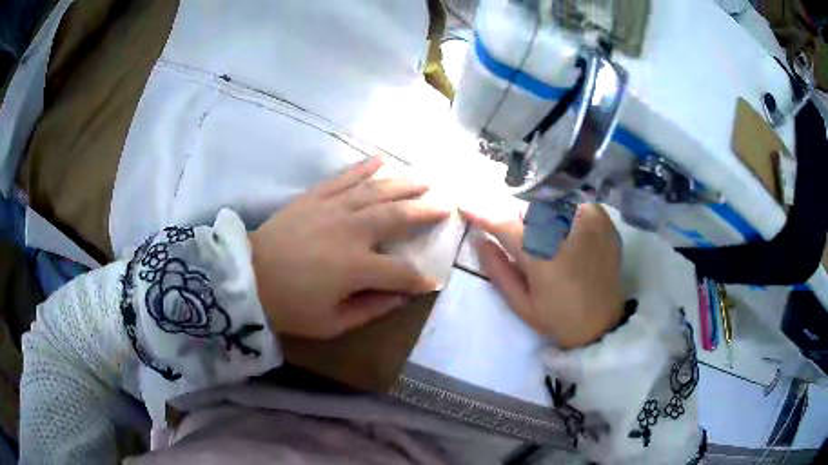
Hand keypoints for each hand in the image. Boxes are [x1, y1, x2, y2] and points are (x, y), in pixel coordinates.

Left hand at [250, 156, 449, 338]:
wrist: (246, 278)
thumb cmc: (289, 307)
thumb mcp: (332, 323)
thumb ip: (371, 309)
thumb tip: (402, 298)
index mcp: (357, 267)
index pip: (402, 272)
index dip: (420, 279)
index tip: (433, 281)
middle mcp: (351, 231)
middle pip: (398, 216)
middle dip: (426, 211)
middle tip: (446, 205)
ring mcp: (332, 209)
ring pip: (377, 191)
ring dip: (404, 184)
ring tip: (424, 180)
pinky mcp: (314, 197)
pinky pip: (343, 178)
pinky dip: (363, 167)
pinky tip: (381, 160)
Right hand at [463, 203, 623, 348]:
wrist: (602, 323)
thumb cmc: (558, 318)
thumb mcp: (521, 304)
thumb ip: (498, 270)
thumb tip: (480, 240)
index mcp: (543, 257)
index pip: (506, 224)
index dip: (483, 213)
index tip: (465, 205)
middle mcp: (568, 231)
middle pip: (530, 206)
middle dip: (518, 216)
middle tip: (520, 236)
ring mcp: (590, 221)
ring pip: (553, 200)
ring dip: (542, 212)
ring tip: (547, 236)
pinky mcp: (604, 220)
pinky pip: (576, 202)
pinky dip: (566, 211)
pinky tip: (568, 231)